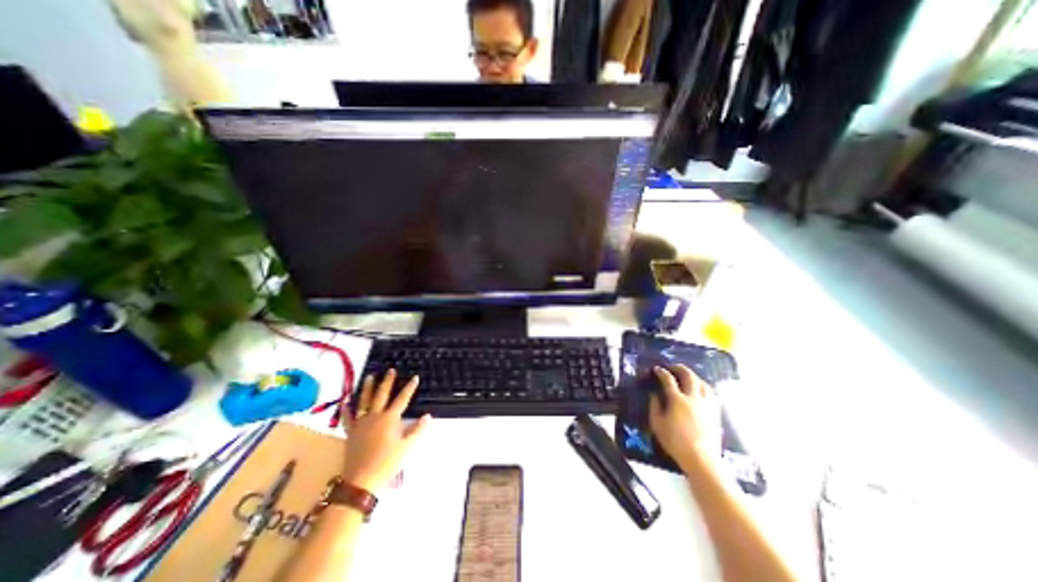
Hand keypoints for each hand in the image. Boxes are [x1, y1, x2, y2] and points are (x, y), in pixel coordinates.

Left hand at [340, 369, 429, 489]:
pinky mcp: (351, 432)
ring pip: (364, 401)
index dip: (409, 388)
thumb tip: (428, 416)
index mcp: (389, 419)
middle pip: (382, 395)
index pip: (402, 399)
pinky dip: (346, 409)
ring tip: (370, 376)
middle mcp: (375, 416)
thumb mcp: (406, 447)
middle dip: (387, 381)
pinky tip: (345, 401)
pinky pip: (347, 418)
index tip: (415, 377)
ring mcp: (361, 423)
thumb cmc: (386, 463)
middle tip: (390, 370)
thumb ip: (417, 430)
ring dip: (367, 388)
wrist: (360, 481)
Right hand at [646, 365, 723, 472]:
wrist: (701, 459)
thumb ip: (654, 406)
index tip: (657, 369)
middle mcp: (693, 398)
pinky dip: (704, 388)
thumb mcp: (657, 424)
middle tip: (673, 367)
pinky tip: (701, 391)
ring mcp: (706, 405)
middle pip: (689, 376)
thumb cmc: (675, 442)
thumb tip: (654, 394)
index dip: (662, 372)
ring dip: (694, 377)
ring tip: (688, 377)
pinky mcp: (715, 413)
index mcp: (677, 400)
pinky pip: (711, 394)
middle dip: (680, 368)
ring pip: (702, 383)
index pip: (668, 379)